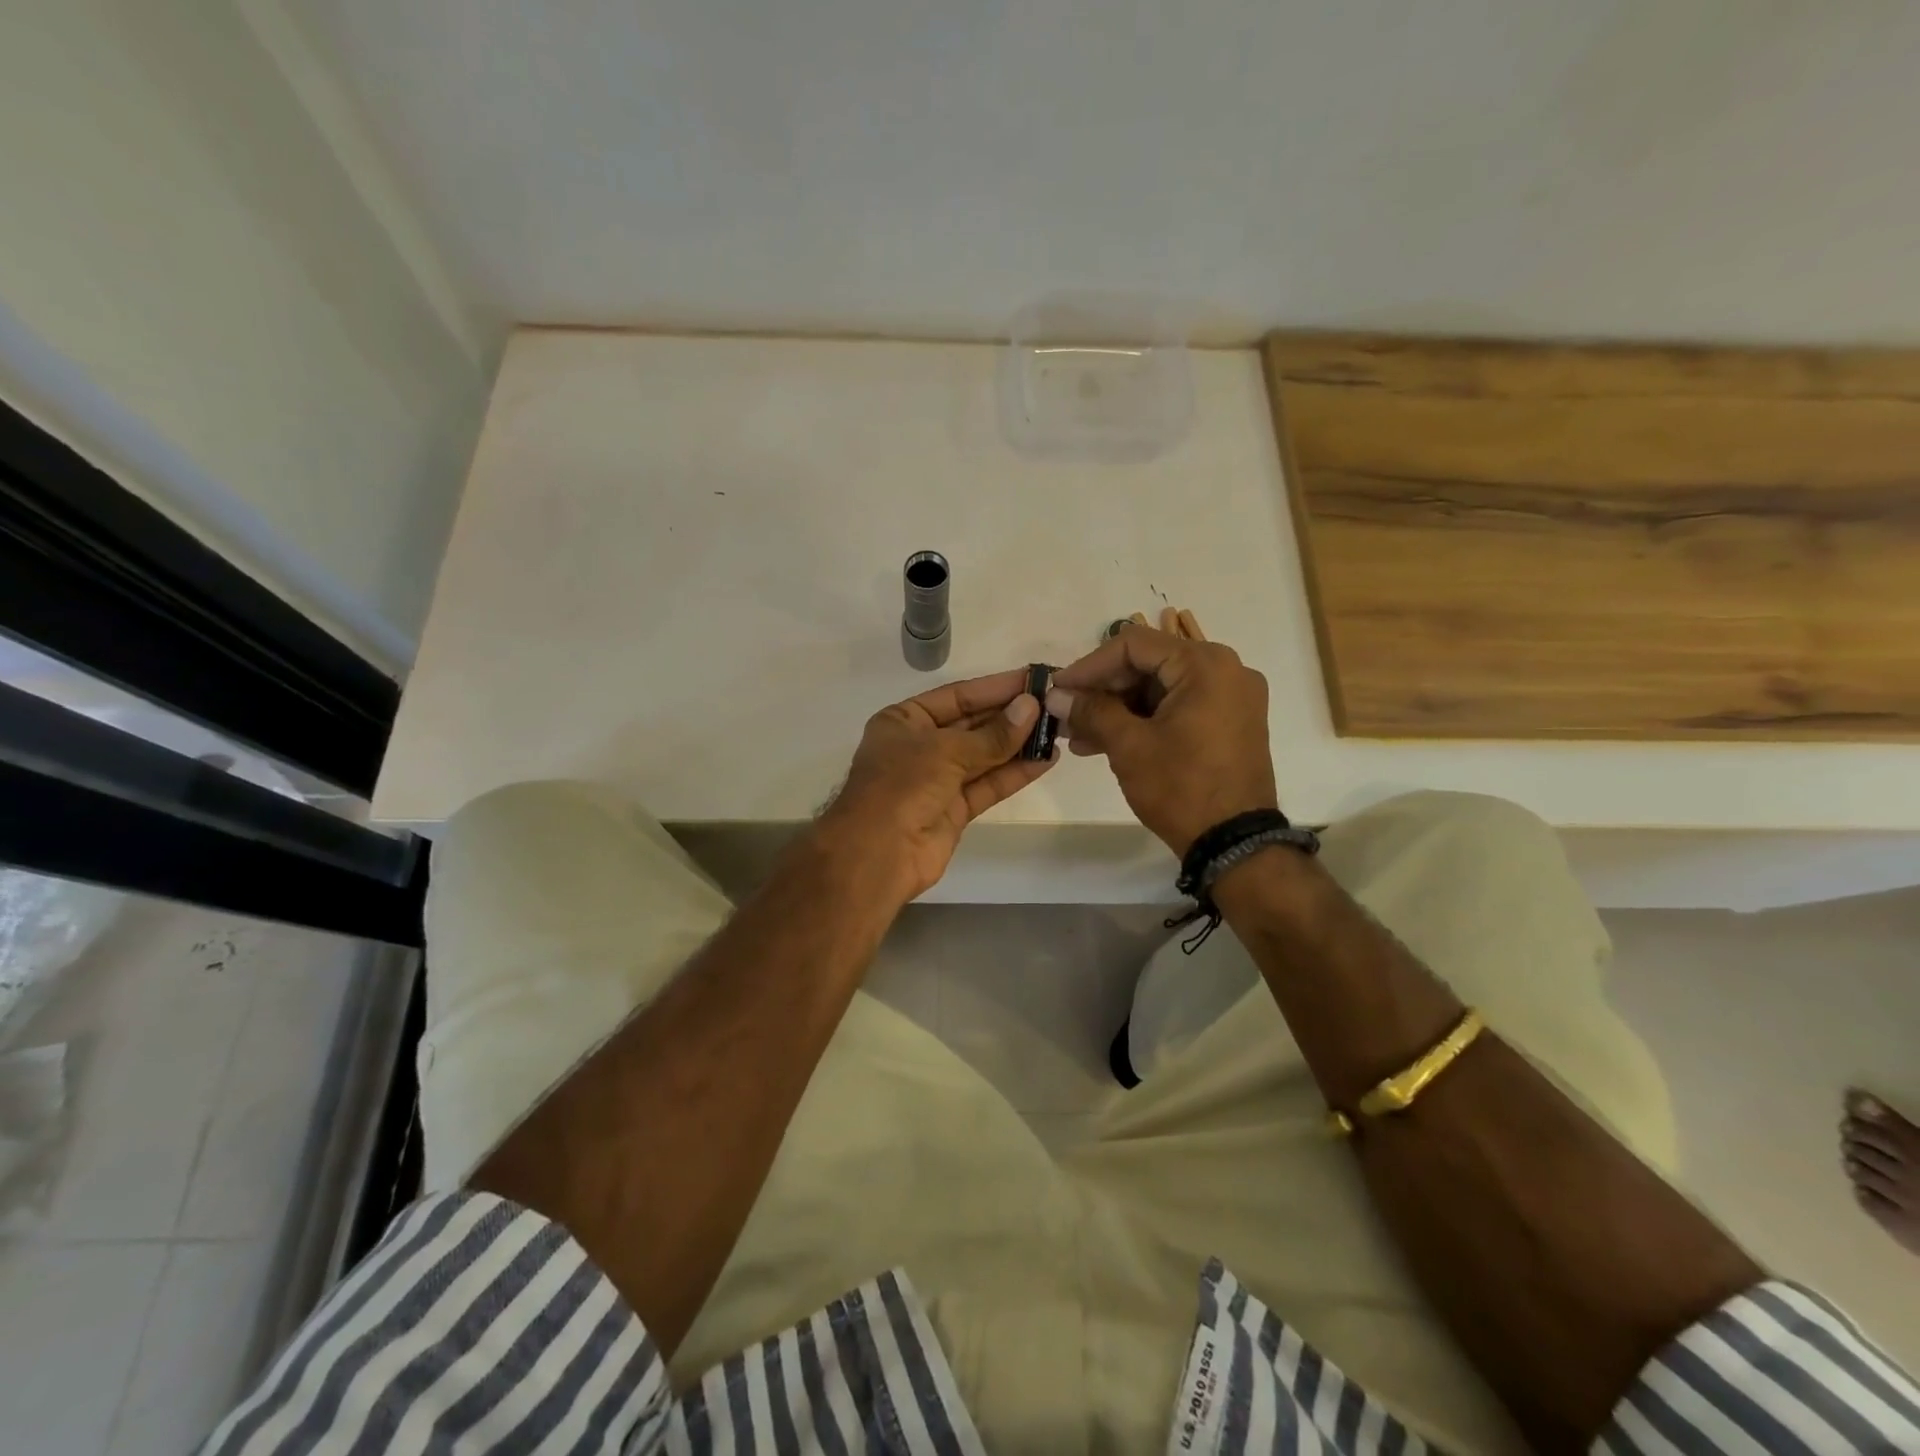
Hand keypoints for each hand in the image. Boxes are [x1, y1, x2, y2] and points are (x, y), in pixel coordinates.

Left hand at [818, 668, 1055, 902]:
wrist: (878, 854)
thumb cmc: (902, 786)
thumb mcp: (946, 751)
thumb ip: (993, 734)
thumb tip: (1031, 707)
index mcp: (904, 721)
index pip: (957, 696)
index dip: (995, 687)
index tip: (1033, 679)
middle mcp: (920, 746)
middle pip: (972, 724)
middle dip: (1010, 715)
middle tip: (1053, 704)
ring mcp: (937, 779)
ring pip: (984, 756)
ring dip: (1018, 744)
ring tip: (1057, 730)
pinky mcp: (954, 809)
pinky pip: (988, 784)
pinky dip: (1015, 773)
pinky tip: (1046, 759)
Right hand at [1047, 626, 1276, 854]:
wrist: (1234, 844)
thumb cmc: (1181, 787)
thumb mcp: (1129, 746)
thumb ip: (1091, 711)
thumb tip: (1056, 695)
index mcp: (1205, 665)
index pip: (1134, 645)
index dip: (1089, 665)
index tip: (1059, 688)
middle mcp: (1226, 670)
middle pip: (1149, 665)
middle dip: (1103, 691)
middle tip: (1066, 714)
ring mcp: (1232, 698)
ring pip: (1160, 689)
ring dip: (1118, 709)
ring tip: (1079, 736)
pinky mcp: (1230, 724)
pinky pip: (1178, 708)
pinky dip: (1144, 720)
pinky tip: (1107, 742)